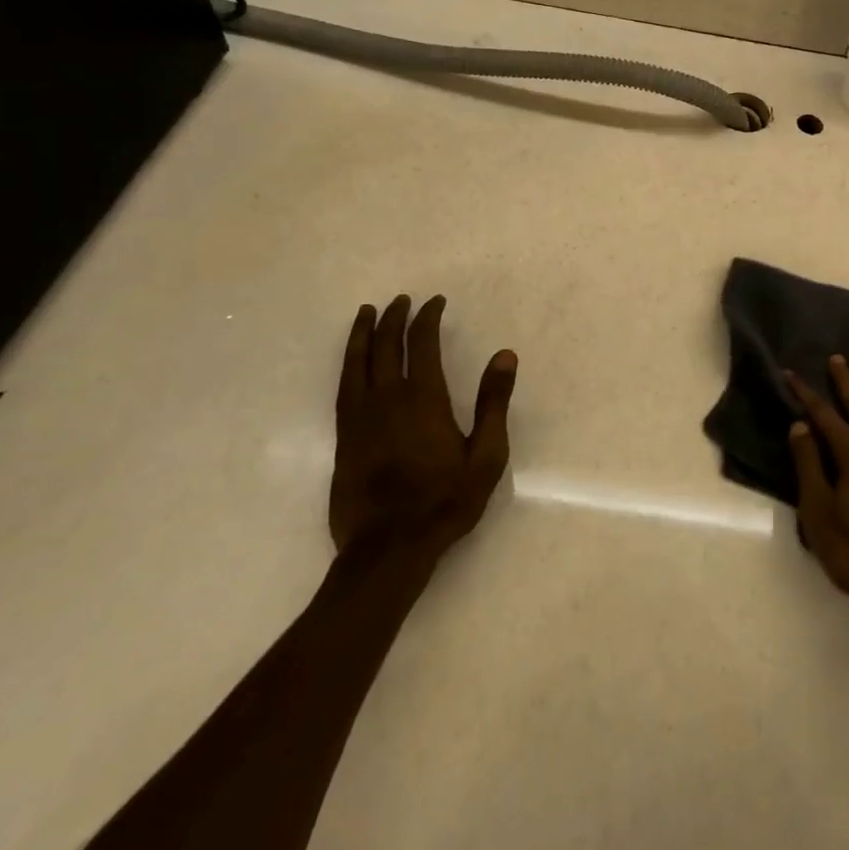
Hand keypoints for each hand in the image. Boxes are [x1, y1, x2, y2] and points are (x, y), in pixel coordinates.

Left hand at [329, 295, 517, 561]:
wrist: (389, 548)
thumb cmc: (445, 501)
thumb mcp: (486, 455)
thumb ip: (494, 403)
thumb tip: (505, 355)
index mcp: (424, 399)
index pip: (423, 344)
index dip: (428, 318)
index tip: (435, 302)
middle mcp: (388, 399)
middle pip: (387, 346)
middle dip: (395, 318)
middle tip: (402, 300)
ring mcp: (361, 418)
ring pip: (357, 363)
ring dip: (364, 334)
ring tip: (367, 313)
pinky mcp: (345, 438)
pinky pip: (343, 387)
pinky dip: (349, 363)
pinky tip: (353, 360)